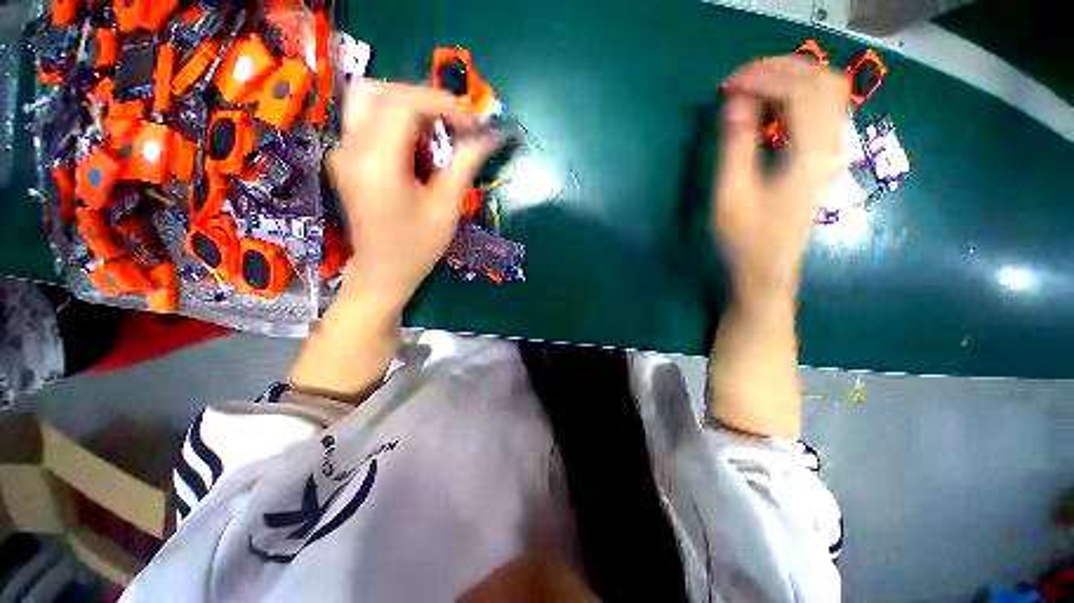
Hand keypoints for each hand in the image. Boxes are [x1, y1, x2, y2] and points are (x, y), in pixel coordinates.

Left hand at [326, 80, 497, 309]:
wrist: (382, 272)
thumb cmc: (417, 248)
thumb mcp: (447, 209)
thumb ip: (465, 166)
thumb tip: (489, 137)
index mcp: (378, 164)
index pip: (404, 104)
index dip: (442, 103)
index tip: (471, 123)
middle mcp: (351, 149)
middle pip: (384, 92)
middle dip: (426, 102)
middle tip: (455, 127)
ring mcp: (342, 151)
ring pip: (370, 99)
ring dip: (408, 107)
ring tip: (435, 136)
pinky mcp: (344, 158)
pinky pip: (367, 119)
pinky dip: (396, 121)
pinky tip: (416, 148)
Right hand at [715, 56, 847, 305]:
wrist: (767, 270)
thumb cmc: (744, 239)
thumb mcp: (730, 195)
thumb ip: (736, 145)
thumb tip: (737, 100)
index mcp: (810, 155)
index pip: (799, 90)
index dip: (763, 77)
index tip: (727, 85)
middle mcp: (832, 146)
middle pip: (822, 81)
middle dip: (780, 70)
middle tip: (740, 81)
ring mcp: (834, 152)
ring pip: (828, 92)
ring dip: (792, 79)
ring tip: (755, 88)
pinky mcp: (827, 159)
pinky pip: (824, 110)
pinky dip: (799, 95)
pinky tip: (773, 106)